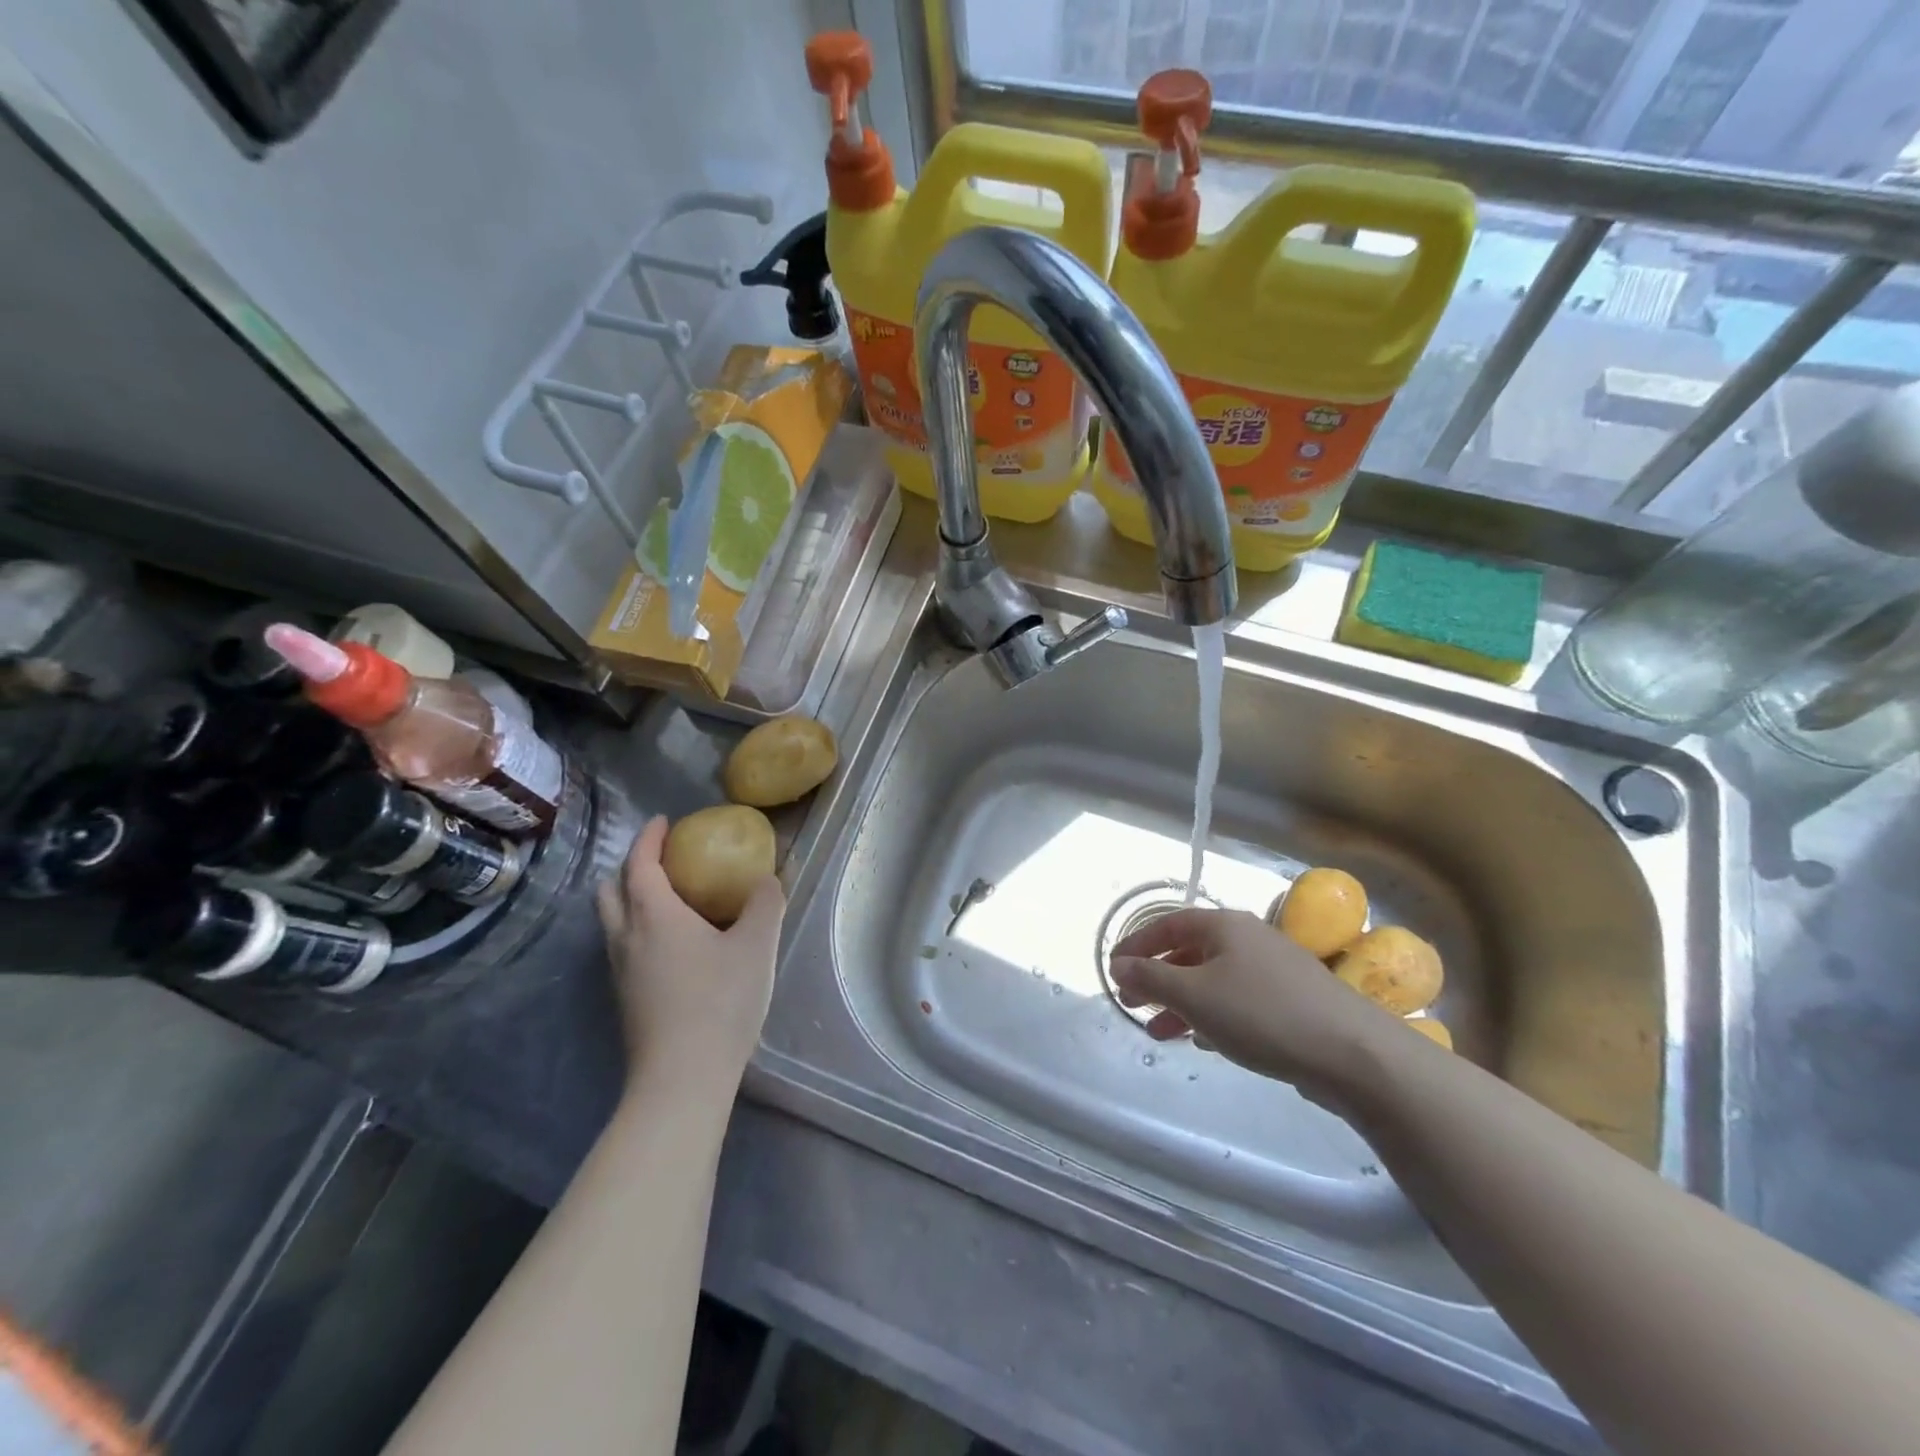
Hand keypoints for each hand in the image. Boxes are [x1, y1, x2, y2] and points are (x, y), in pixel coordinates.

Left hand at [596, 816, 783, 1095]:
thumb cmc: (720, 1001)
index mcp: (653, 915)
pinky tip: (671, 946)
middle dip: (631, 867)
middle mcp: (626, 937)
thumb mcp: (757, 946)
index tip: (664, 822)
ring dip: (630, 900)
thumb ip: (764, 904)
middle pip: (611, 890)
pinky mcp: (624, 999)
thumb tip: (768, 879)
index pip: (639, 863)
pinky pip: (622, 947)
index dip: (649, 838)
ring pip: (612, 922)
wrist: (682, 1078)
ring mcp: (619, 971)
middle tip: (662, 861)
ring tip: (668, 900)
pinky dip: (637, 929)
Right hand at [1109, 908, 1402, 1103]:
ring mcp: (1273, 969)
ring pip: (1213, 979)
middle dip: (1157, 979)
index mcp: (1223, 925)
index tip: (1113, 970)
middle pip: (1189, 951)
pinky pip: (1237, 999)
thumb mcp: (1194, 996)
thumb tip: (1119, 966)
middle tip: (1132, 1005)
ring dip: (1181, 1003)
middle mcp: (1248, 938)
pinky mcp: (1292, 1000)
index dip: (1136, 945)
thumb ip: (1151, 980)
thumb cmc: (1262, 1014)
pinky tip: (1203, 1041)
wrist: (1353, 1054)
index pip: (1167, 924)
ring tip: (1159, 1033)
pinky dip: (1212, 1014)